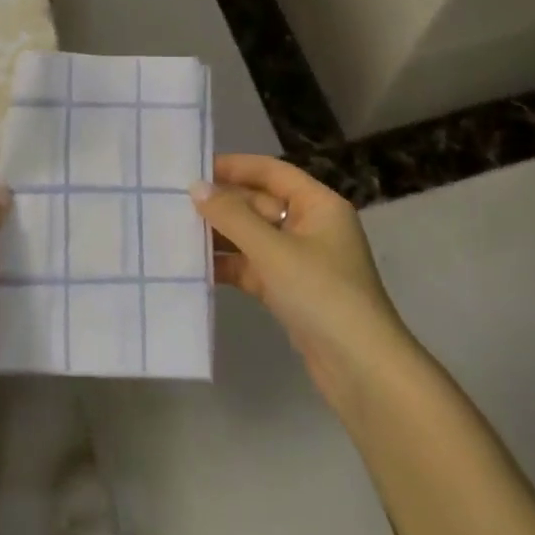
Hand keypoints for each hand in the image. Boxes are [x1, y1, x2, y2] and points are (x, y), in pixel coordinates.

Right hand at [191, 154, 416, 409]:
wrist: (360, 368)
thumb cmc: (322, 294)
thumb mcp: (274, 251)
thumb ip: (233, 217)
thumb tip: (196, 187)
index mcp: (318, 205)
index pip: (272, 172)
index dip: (235, 166)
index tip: (194, 168)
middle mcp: (311, 226)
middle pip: (260, 204)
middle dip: (223, 204)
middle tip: (174, 203)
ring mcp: (300, 261)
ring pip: (254, 237)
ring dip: (221, 235)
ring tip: (176, 232)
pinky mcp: (290, 291)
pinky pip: (253, 267)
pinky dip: (229, 265)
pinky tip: (196, 266)